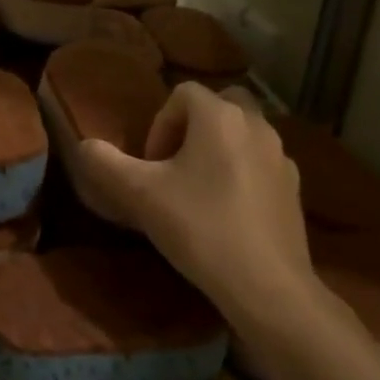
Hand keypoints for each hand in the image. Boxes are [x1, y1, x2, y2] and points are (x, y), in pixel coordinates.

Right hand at [75, 84, 319, 326]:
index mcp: (219, 116)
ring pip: (242, 133)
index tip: (150, 165)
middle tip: (174, 167)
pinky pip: (260, 162)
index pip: (182, 94)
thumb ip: (105, 163)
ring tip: (197, 191)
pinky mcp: (294, 187)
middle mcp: (256, 124)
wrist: (267, 285)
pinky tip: (227, 212)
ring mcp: (281, 156)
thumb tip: (85, 146)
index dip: (159, 124)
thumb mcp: (139, 195)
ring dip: (217, 149)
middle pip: (219, 104)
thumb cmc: (200, 228)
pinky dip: (241, 173)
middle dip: (192, 128)